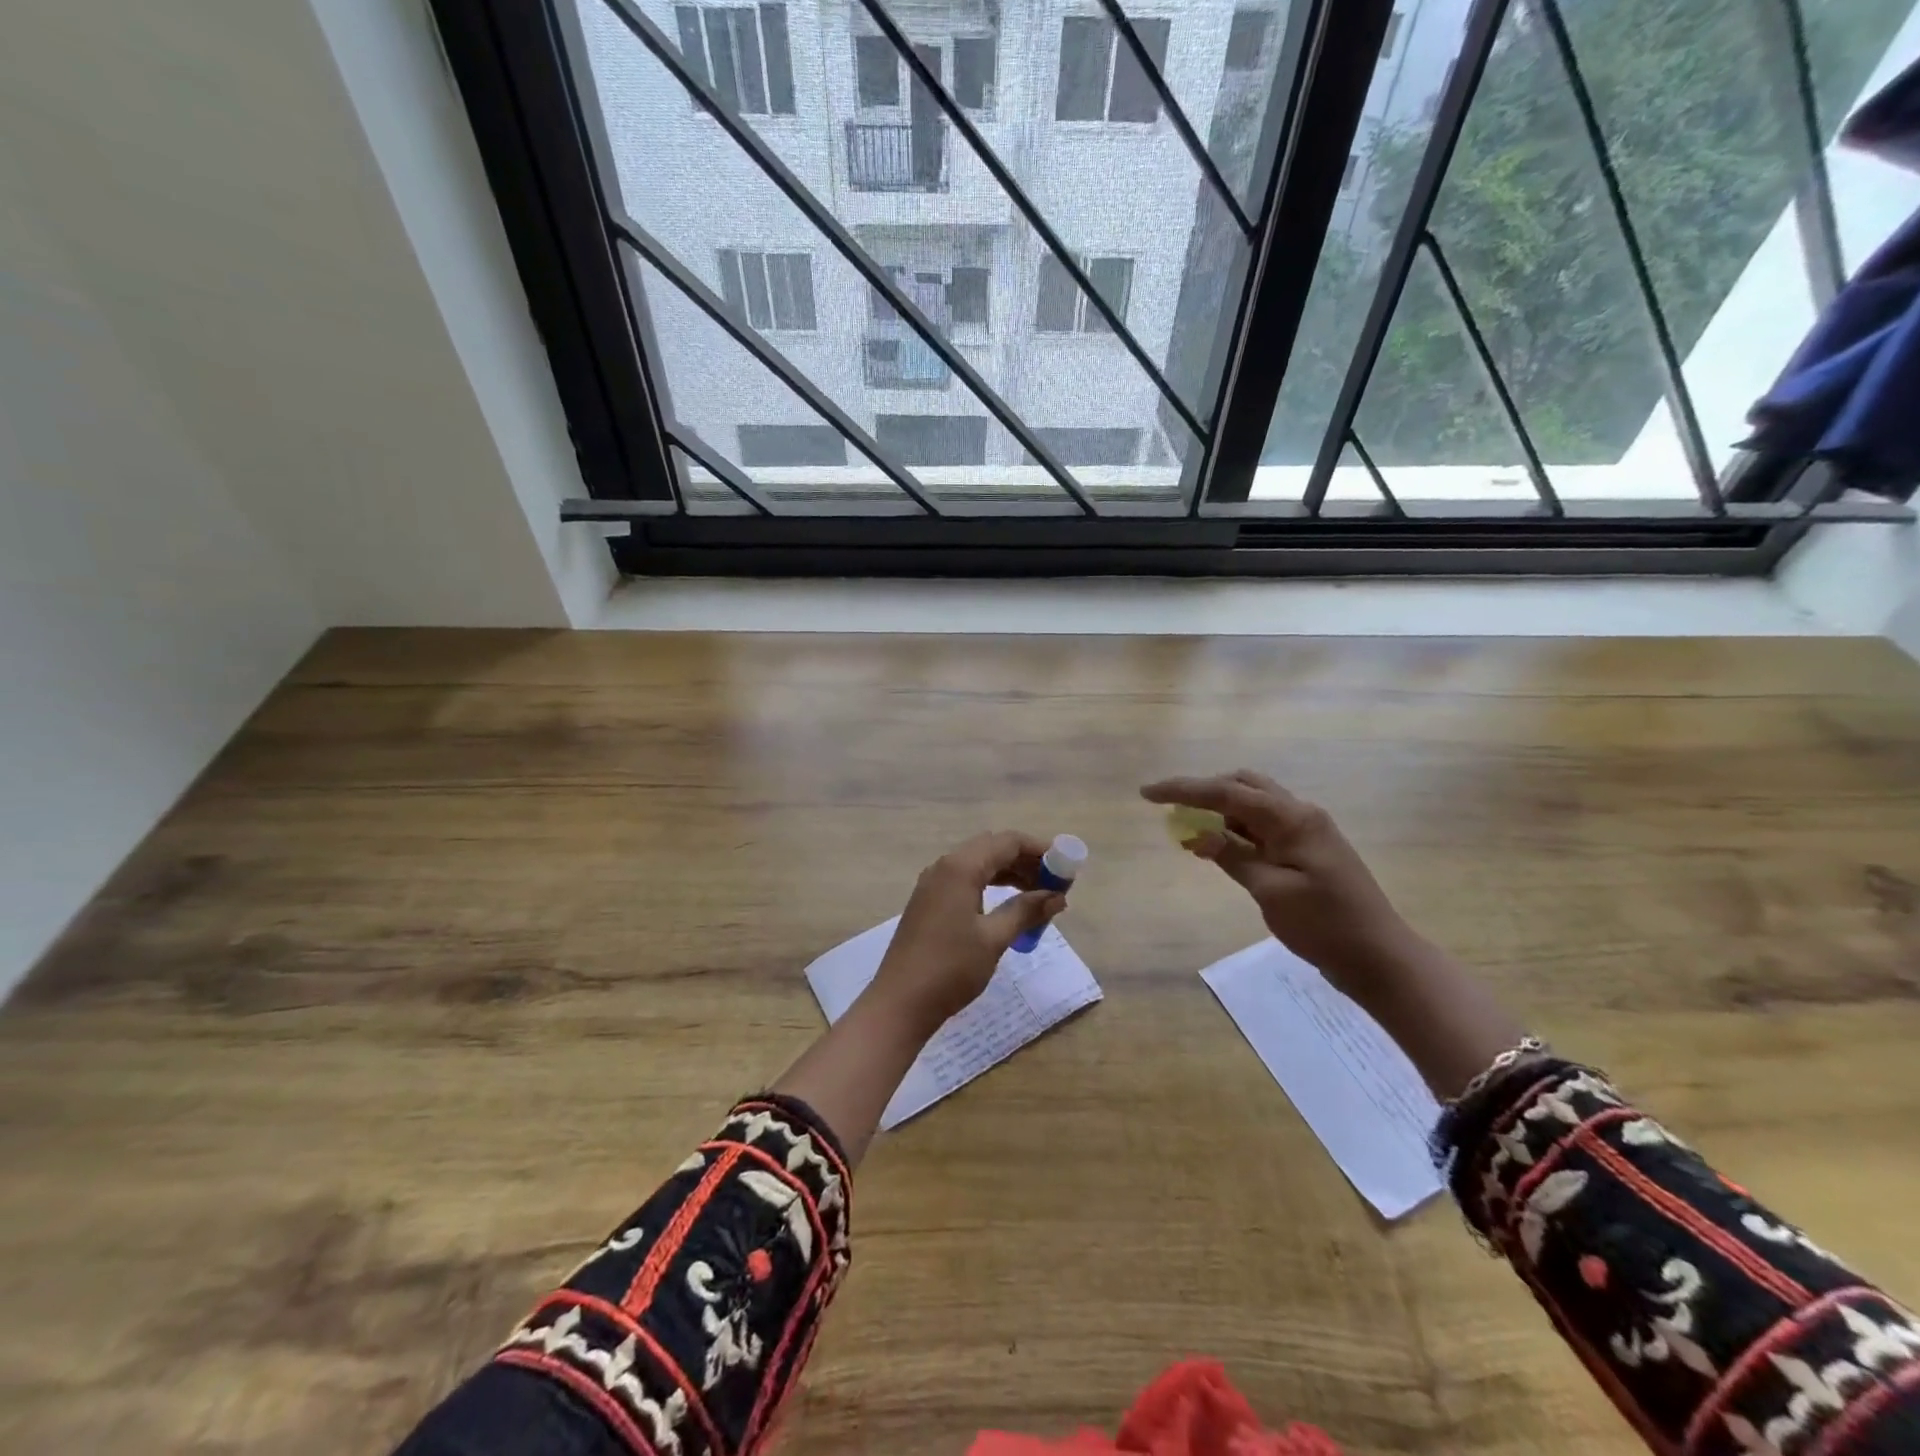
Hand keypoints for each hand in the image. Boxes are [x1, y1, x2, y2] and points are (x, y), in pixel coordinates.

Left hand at [869, 831, 1066, 1032]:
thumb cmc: (951, 968)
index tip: (1065, 867)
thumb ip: (1026, 911)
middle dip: (1026, 861)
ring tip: (1038, 896)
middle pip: (992, 849)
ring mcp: (933, 884)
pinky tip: (1007, 906)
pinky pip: (965, 880)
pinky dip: (990, 886)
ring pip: (978, 865)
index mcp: (960, 867)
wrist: (900, 1003)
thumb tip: (1057, 897)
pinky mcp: (928, 902)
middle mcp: (944, 867)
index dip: (1039, 850)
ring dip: (1009, 874)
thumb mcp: (994, 938)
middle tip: (1054, 885)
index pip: (1007, 842)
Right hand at [1141, 770, 1413, 1000]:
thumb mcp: (1271, 893)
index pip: (1226, 792)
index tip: (1147, 793)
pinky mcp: (1307, 850)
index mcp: (1292, 819)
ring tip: (1189, 830)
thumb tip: (1199, 835)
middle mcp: (1300, 814)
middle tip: (1172, 809)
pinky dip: (1236, 830)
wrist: (1380, 958)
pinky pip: (1263, 827)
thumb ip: (1233, 857)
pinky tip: (1219, 846)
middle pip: (1243, 785)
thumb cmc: (1325, 926)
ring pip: (1253, 804)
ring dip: (1219, 810)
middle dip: (1203, 791)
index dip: (1183, 790)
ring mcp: (1307, 831)